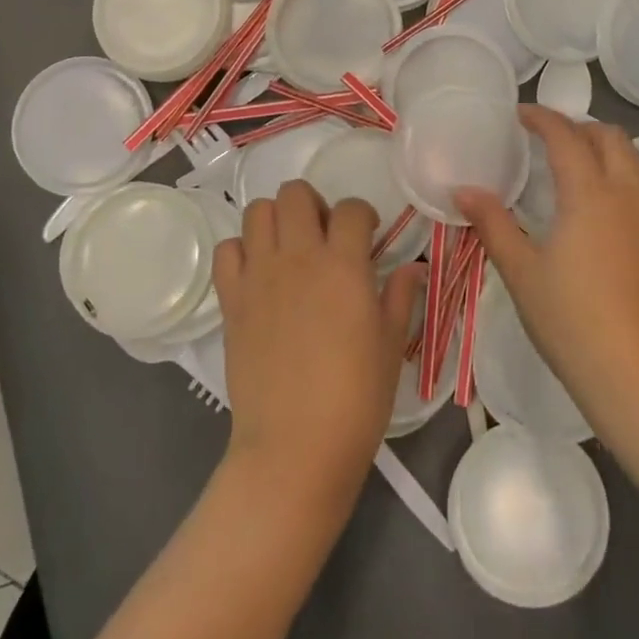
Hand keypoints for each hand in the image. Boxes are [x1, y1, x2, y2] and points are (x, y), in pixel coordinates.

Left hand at [213, 181, 424, 511]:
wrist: (294, 447)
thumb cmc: (356, 399)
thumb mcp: (391, 346)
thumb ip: (400, 297)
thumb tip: (412, 267)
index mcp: (344, 265)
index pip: (351, 208)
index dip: (363, 214)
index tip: (367, 235)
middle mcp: (298, 257)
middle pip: (296, 192)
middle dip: (314, 204)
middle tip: (324, 236)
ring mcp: (259, 275)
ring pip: (257, 211)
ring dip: (276, 218)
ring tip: (290, 248)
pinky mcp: (231, 299)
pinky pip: (226, 250)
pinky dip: (240, 250)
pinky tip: (257, 273)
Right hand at [458, 107, 638, 445]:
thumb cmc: (572, 323)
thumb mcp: (522, 272)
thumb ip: (492, 224)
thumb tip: (462, 189)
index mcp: (590, 194)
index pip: (566, 136)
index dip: (542, 118)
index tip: (521, 115)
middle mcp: (630, 194)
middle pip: (611, 137)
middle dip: (579, 128)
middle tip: (549, 140)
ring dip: (609, 148)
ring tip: (582, 164)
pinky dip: (631, 176)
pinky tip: (614, 205)